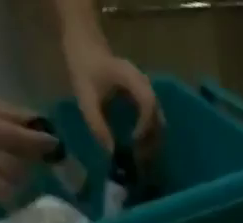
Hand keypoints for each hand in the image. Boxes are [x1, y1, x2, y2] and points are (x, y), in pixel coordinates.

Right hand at [0, 77, 52, 202]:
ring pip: (9, 186)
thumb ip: (12, 115)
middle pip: (15, 167)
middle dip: (30, 164)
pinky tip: (10, 184)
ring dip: (22, 180)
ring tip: (21, 169)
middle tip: (36, 158)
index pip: (16, 138)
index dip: (38, 144)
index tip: (55, 144)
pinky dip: (9, 193)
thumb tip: (42, 125)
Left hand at [61, 27, 163, 156]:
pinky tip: (139, 146)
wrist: (85, 44)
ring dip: (152, 141)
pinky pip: (153, 121)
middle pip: (158, 117)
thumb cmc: (84, 67)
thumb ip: (97, 124)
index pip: (148, 104)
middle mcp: (144, 84)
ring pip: (158, 122)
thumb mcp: (85, 97)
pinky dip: (149, 136)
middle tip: (138, 157)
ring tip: (139, 155)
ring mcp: (146, 91)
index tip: (133, 141)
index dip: (144, 126)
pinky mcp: (144, 98)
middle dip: (151, 141)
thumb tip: (111, 153)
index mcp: (131, 78)